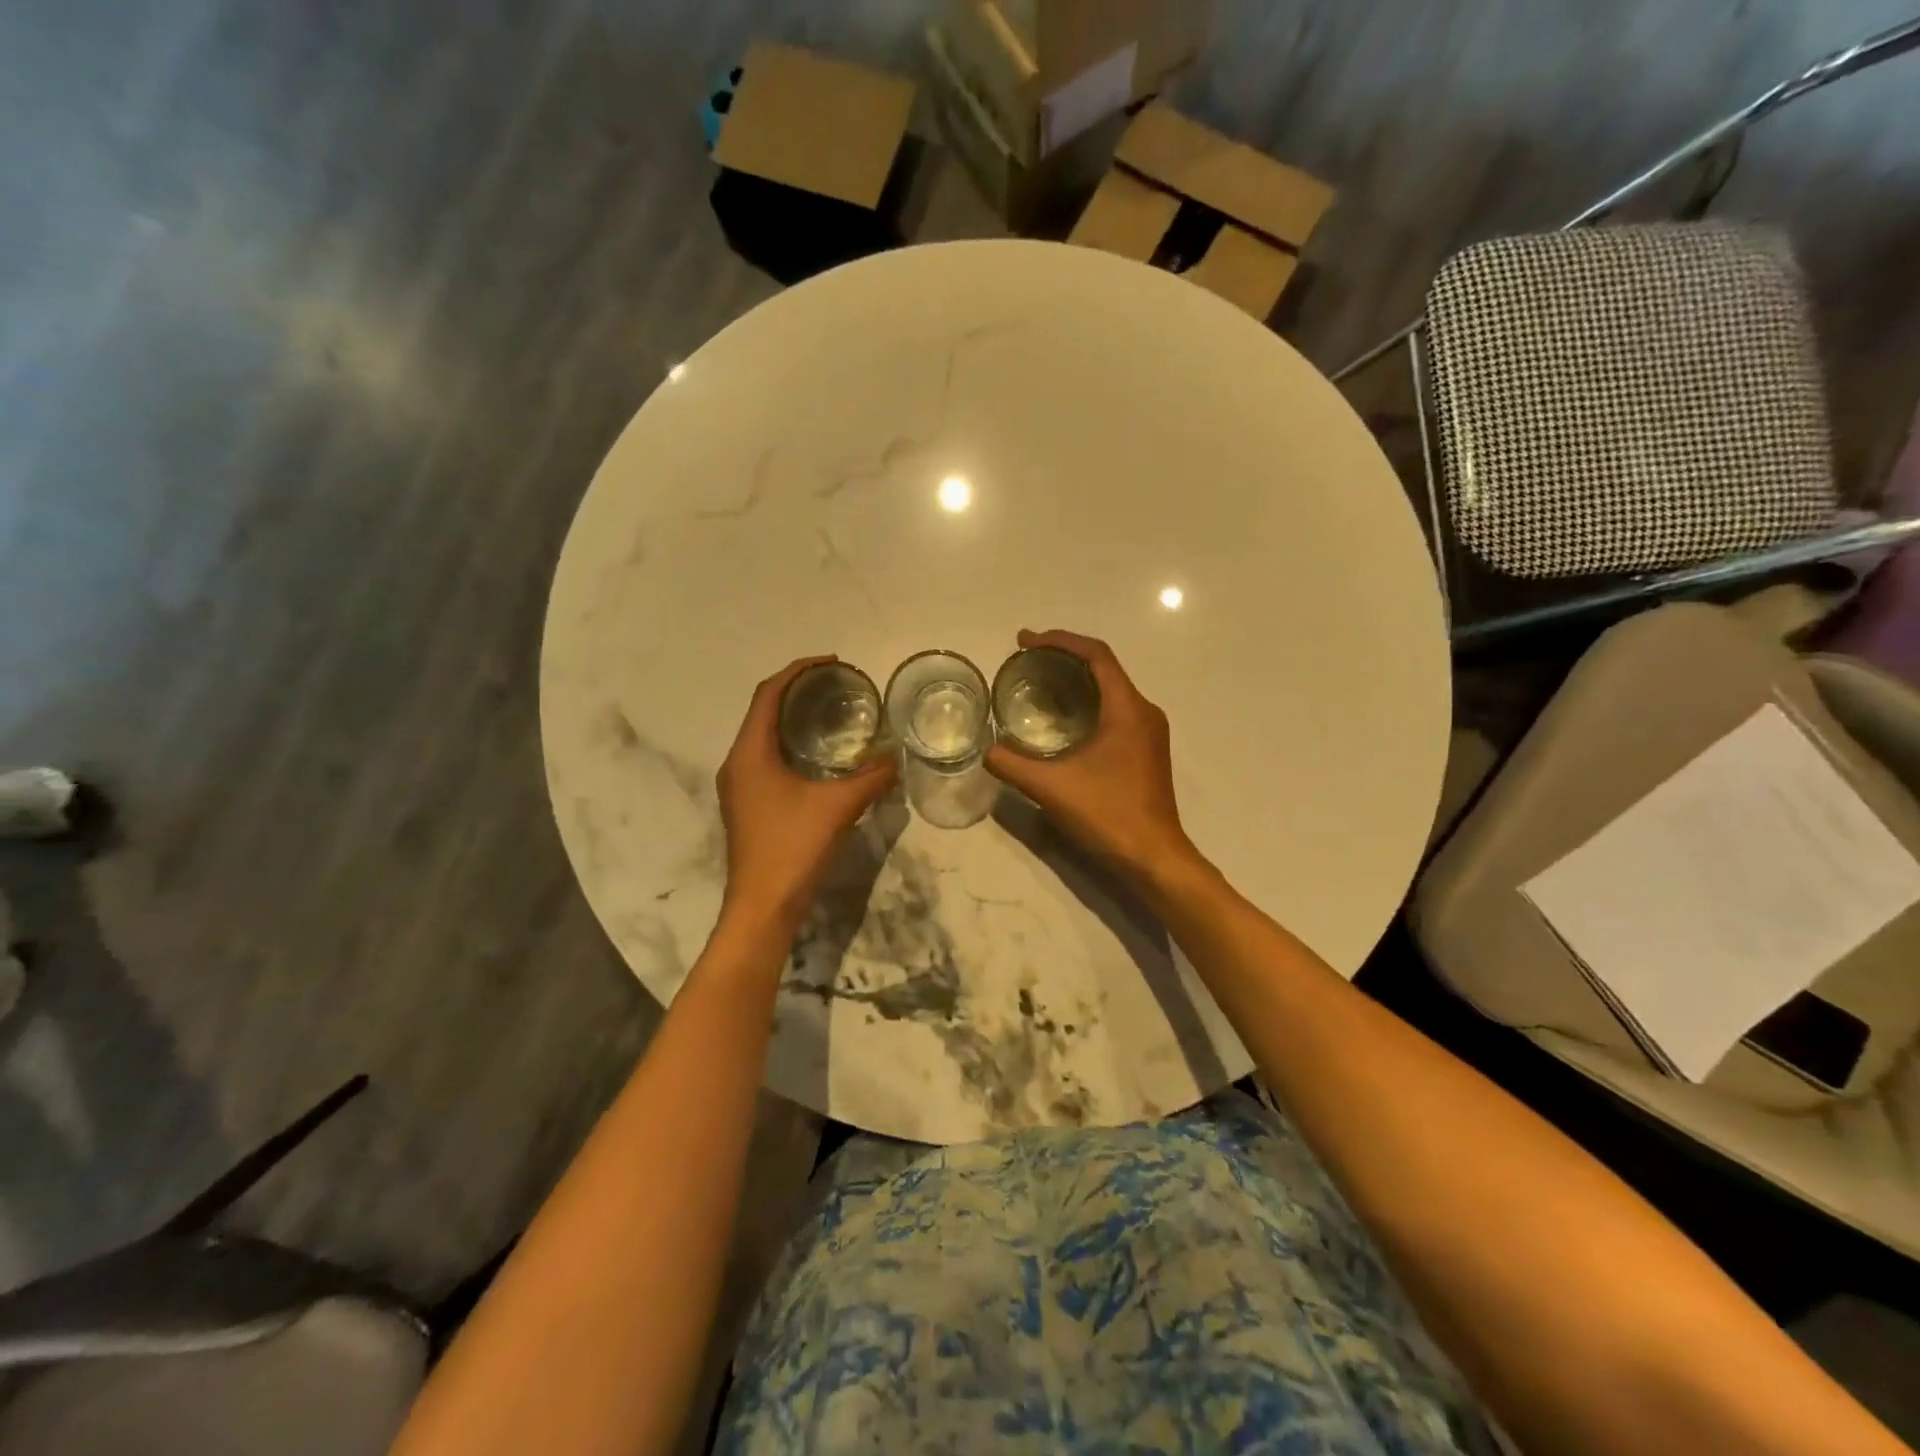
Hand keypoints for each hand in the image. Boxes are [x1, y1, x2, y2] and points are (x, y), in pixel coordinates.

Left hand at [716, 657, 896, 931]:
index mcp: (749, 753)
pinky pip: (767, 758)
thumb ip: (871, 778)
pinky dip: (792, 745)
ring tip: (831, 714)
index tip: (832, 663)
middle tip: (836, 687)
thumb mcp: (838, 807)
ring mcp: (739, 786)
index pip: (768, 694)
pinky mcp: (748, 805)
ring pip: (764, 737)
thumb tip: (896, 759)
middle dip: (797, 692)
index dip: (798, 671)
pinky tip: (821, 757)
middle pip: (763, 711)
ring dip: (794, 719)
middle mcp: (737, 763)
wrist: (763, 906)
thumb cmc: (793, 848)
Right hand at [985, 629, 1199, 882]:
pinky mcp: (1146, 752)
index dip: (1059, 641)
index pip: (1096, 655)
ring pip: (1111, 689)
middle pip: (1104, 667)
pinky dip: (1087, 703)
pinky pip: (1115, 710)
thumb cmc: (1108, 815)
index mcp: (1127, 709)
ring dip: (1076, 680)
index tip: (1025, 641)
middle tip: (1026, 660)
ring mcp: (1149, 733)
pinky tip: (1062, 721)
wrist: (1153, 858)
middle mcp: (1144, 712)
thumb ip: (1012, 765)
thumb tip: (986, 750)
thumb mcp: (1052, 788)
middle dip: (1064, 657)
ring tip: (1039, 684)